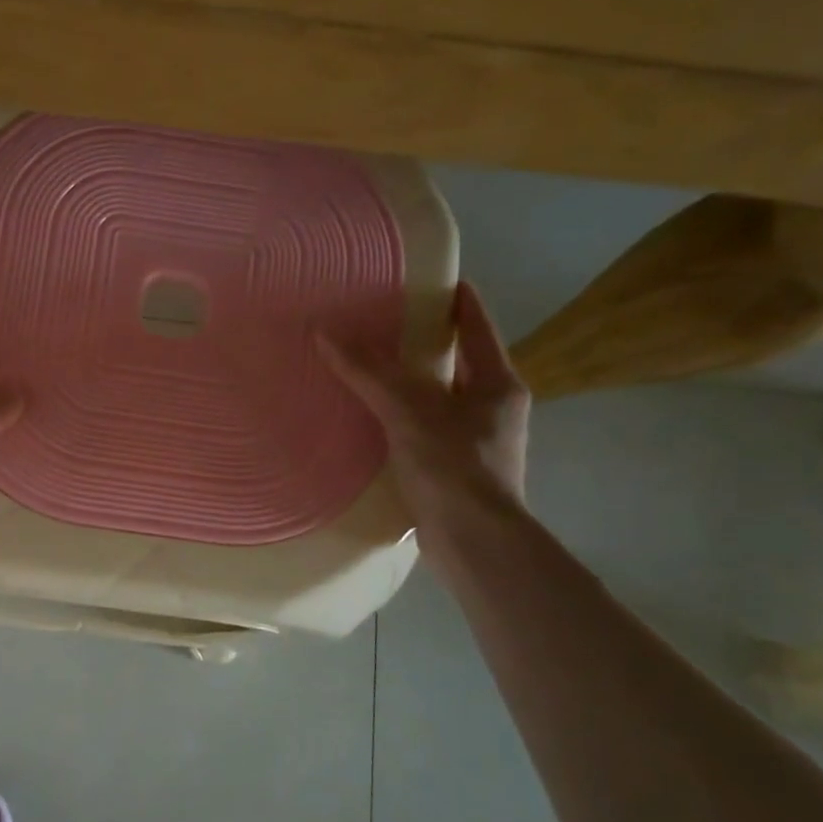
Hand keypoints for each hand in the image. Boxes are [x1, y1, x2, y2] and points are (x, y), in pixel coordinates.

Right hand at [318, 282, 529, 532]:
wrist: (474, 543)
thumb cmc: (453, 467)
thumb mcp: (409, 411)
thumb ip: (369, 372)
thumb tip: (325, 331)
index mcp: (497, 382)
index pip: (476, 325)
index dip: (455, 299)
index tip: (428, 278)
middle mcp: (493, 407)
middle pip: (456, 361)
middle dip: (422, 343)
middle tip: (380, 323)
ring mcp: (477, 441)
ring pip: (438, 398)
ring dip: (408, 384)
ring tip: (365, 367)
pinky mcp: (456, 469)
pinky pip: (425, 429)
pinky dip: (401, 418)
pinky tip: (369, 419)